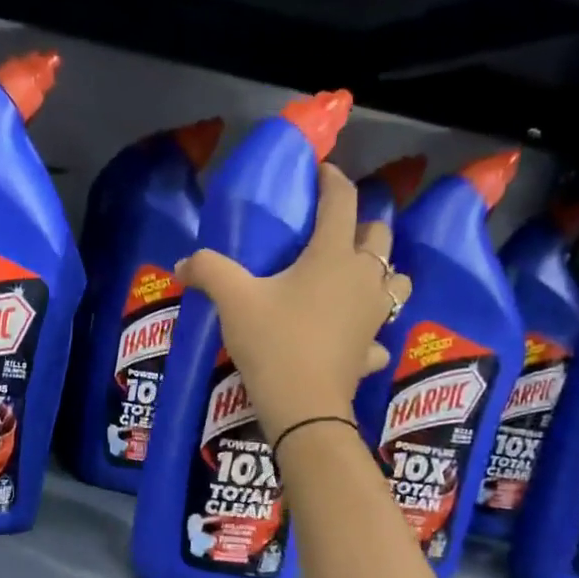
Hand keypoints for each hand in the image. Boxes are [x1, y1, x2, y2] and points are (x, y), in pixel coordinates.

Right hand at [175, 164, 411, 441]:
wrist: (303, 406)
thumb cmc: (274, 342)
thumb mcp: (233, 301)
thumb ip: (208, 271)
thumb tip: (182, 263)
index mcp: (333, 256)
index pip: (342, 202)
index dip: (332, 180)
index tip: (322, 171)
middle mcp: (363, 278)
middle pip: (379, 236)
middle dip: (362, 224)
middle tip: (336, 229)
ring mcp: (375, 315)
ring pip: (396, 280)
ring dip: (382, 271)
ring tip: (356, 276)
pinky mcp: (372, 350)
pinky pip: (380, 334)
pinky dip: (370, 329)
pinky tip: (354, 337)